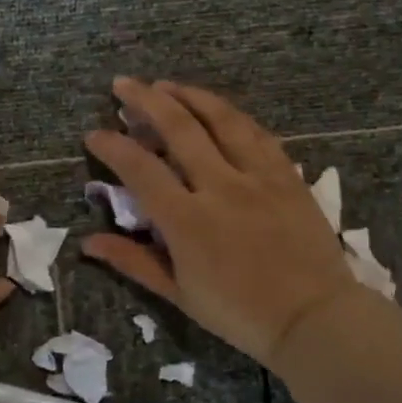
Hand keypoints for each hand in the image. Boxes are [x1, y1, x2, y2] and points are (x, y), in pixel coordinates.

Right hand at [82, 78, 358, 369]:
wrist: (313, 317)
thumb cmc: (239, 313)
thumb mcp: (178, 293)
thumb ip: (133, 260)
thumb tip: (88, 242)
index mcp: (187, 220)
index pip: (139, 169)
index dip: (112, 146)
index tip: (94, 134)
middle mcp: (220, 186)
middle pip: (178, 128)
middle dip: (145, 100)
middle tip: (123, 85)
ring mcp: (258, 176)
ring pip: (220, 119)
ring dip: (189, 96)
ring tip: (166, 84)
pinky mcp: (286, 174)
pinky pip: (256, 133)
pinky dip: (231, 115)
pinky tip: (217, 109)